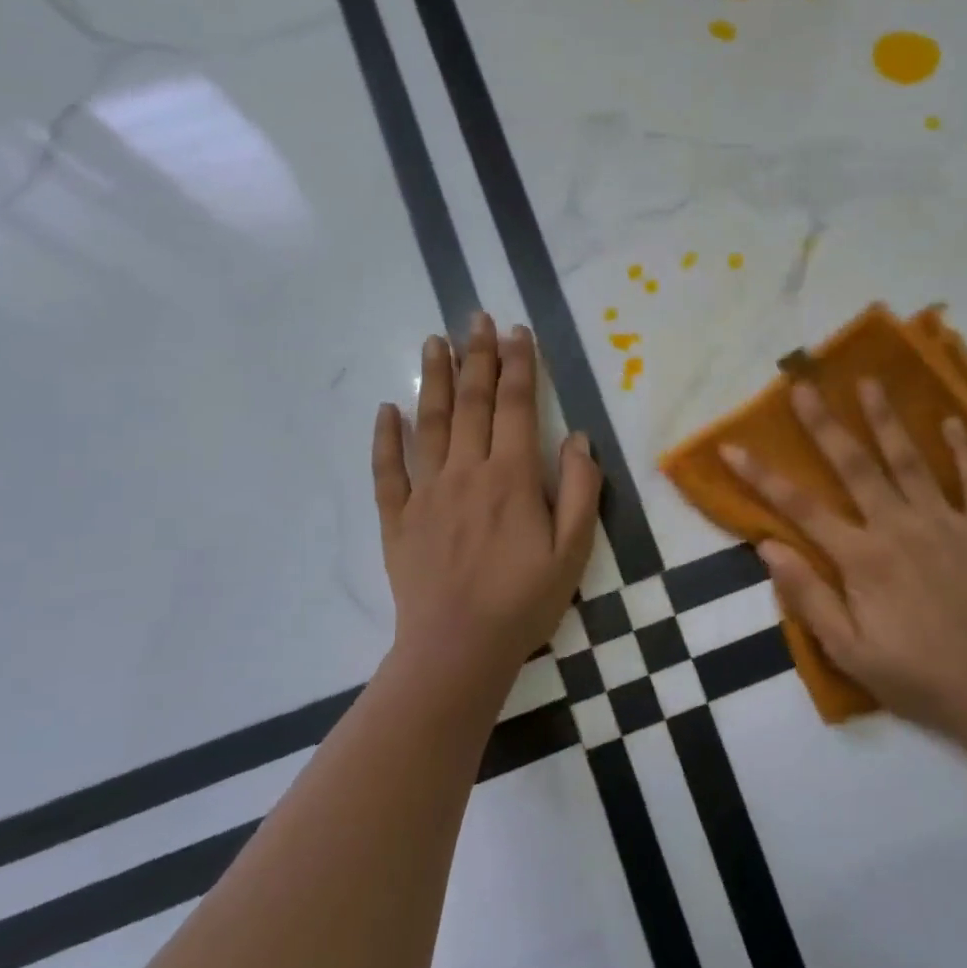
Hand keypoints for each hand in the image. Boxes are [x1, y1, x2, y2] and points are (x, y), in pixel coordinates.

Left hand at [372, 313, 601, 688]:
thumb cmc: (524, 602)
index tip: (518, 331)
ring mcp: (426, 493)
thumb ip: (581, 489)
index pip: (516, 406)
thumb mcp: (574, 551)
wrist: (457, 650)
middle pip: (471, 402)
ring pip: (428, 423)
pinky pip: (387, 470)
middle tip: (476, 317)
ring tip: (433, 341)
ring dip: (431, 378)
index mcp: (511, 478)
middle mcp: (466, 472)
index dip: (519, 365)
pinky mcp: (398, 519)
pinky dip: (384, 437)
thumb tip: (577, 436)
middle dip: (477, 356)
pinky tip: (386, 409)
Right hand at [722, 380, 966, 738]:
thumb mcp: (848, 651)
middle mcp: (899, 527)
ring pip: (910, 461)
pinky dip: (965, 450)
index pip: (800, 508)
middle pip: (854, 465)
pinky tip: (952, 421)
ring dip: (886, 420)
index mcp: (861, 558)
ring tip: (869, 382)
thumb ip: (808, 596)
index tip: (732, 447)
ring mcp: (946, 523)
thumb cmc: (916, 676)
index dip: (761, 476)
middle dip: (824, 424)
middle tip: (804, 385)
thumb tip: (768, 546)